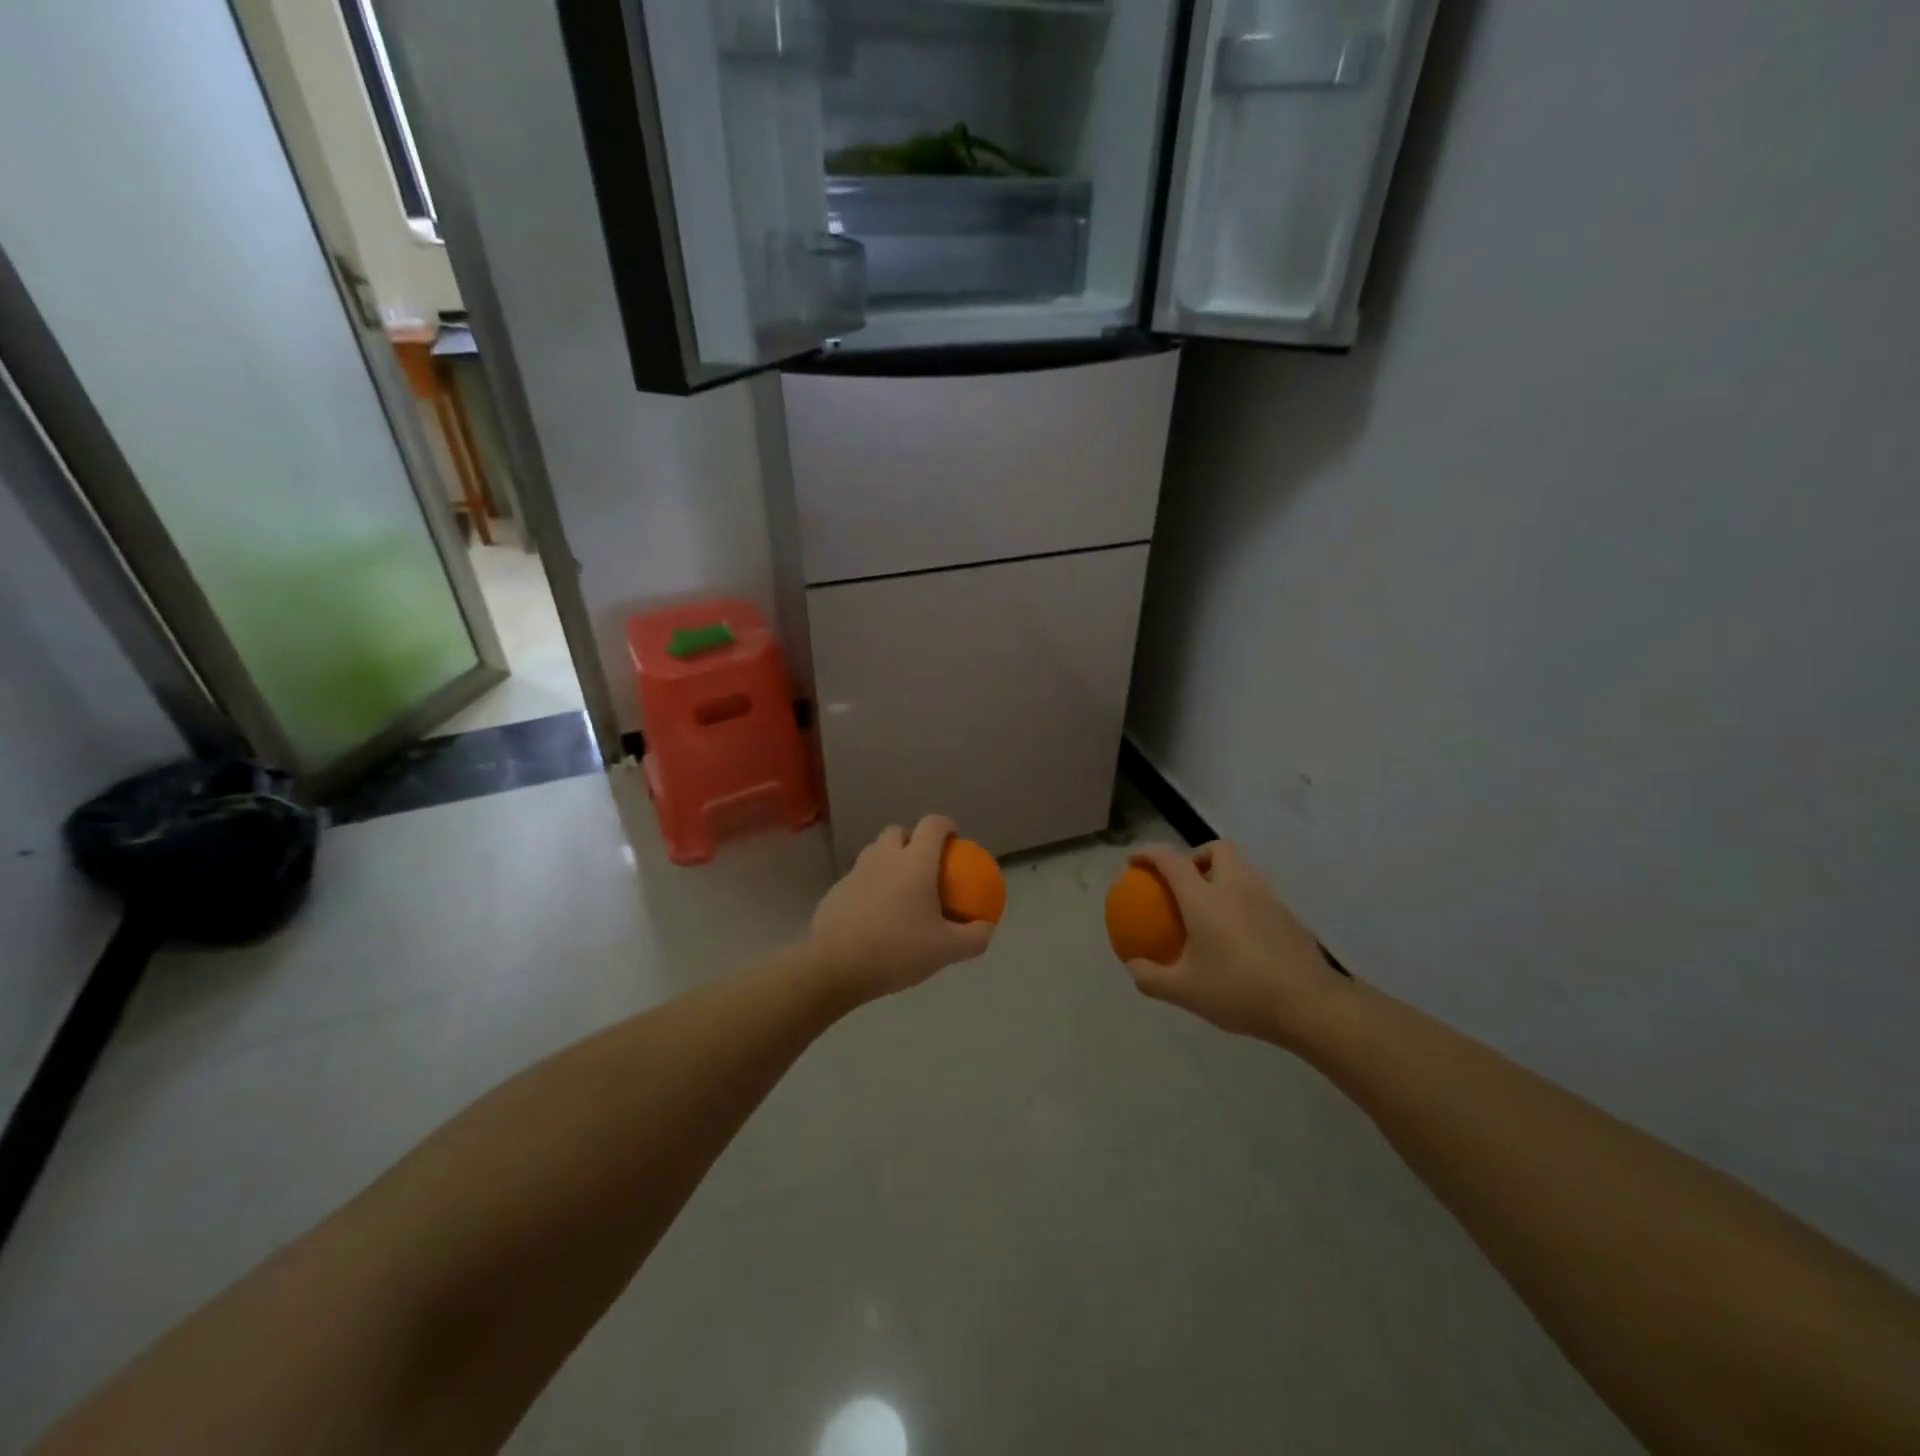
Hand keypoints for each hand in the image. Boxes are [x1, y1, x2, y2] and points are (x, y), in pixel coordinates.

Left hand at [808, 815, 994, 1003]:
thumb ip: (974, 937)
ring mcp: (855, 872)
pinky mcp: (835, 891)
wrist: (836, 967)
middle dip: (912, 841)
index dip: (946, 827)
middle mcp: (884, 857)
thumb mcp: (946, 950)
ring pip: (875, 853)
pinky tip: (874, 916)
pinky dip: (869, 887)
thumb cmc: (897, 950)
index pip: (933, 824)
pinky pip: (858, 879)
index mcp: (915, 861)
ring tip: (899, 891)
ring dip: (889, 862)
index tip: (954, 842)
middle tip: (924, 867)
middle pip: (899, 832)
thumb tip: (987, 926)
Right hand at [1124, 841, 1344, 1043]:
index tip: (1133, 862)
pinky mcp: (1288, 915)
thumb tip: (1133, 965)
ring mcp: (1267, 897)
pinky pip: (1257, 894)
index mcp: (1204, 897)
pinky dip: (1241, 900)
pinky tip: (1238, 934)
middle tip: (1184, 883)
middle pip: (1217, 849)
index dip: (1147, 853)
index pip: (1171, 859)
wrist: (1310, 1004)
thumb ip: (1152, 978)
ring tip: (1210, 909)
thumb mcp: (1185, 992)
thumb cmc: (1240, 991)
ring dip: (1221, 877)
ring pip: (1241, 869)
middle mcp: (1236, 886)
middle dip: (1196, 856)